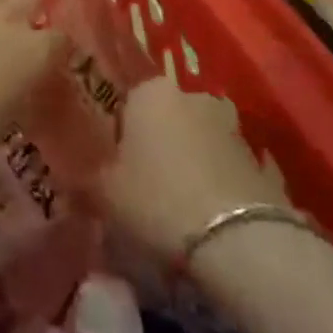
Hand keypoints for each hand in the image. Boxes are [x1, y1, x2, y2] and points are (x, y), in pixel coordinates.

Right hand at [100, 77, 289, 260]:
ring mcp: (230, 126)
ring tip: (179, 209)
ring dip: (189, 164)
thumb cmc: (158, 201)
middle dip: (156, 146)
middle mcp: (191, 95)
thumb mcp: (104, 193)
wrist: (238, 241)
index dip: (118, 135)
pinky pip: (225, 167)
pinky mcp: (259, 159)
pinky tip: (208, 219)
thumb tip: (72, 175)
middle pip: (165, 119)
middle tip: (144, 187)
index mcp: (151, 91)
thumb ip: (86, 176)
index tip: (114, 167)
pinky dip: (216, 185)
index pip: (126, 101)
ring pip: (197, 141)